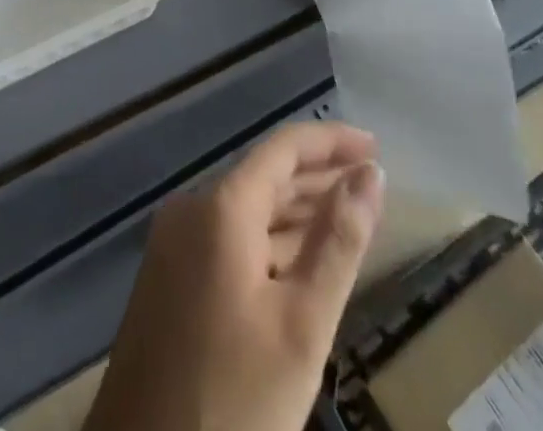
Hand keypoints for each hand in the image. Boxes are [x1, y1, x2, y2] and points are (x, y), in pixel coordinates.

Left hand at [83, 122, 383, 430]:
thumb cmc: (233, 401)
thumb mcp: (301, 325)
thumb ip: (339, 242)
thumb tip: (371, 173)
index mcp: (220, 207)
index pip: (283, 148)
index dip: (330, 141)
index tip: (375, 146)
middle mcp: (191, 210)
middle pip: (264, 175)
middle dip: (318, 177)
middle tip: (371, 184)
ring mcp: (174, 244)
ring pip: (246, 209)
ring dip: (296, 210)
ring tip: (348, 216)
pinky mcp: (168, 279)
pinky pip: (227, 239)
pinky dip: (268, 241)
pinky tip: (300, 260)